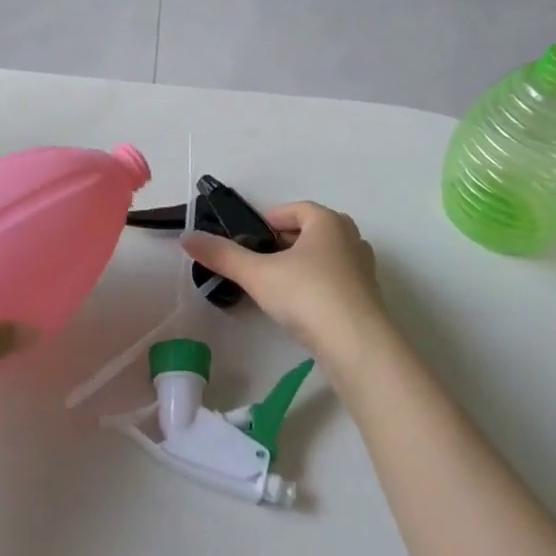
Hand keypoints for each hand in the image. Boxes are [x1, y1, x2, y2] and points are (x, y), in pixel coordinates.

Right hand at [181, 201, 388, 368]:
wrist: (358, 346)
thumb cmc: (308, 295)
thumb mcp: (258, 274)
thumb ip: (223, 255)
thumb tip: (187, 237)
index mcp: (327, 221)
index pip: (294, 210)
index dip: (268, 221)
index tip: (248, 240)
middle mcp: (351, 237)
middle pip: (311, 231)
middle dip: (285, 242)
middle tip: (260, 262)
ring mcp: (363, 268)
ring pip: (325, 256)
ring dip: (302, 265)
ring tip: (278, 285)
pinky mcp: (368, 298)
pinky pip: (337, 281)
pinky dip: (318, 286)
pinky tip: (301, 308)